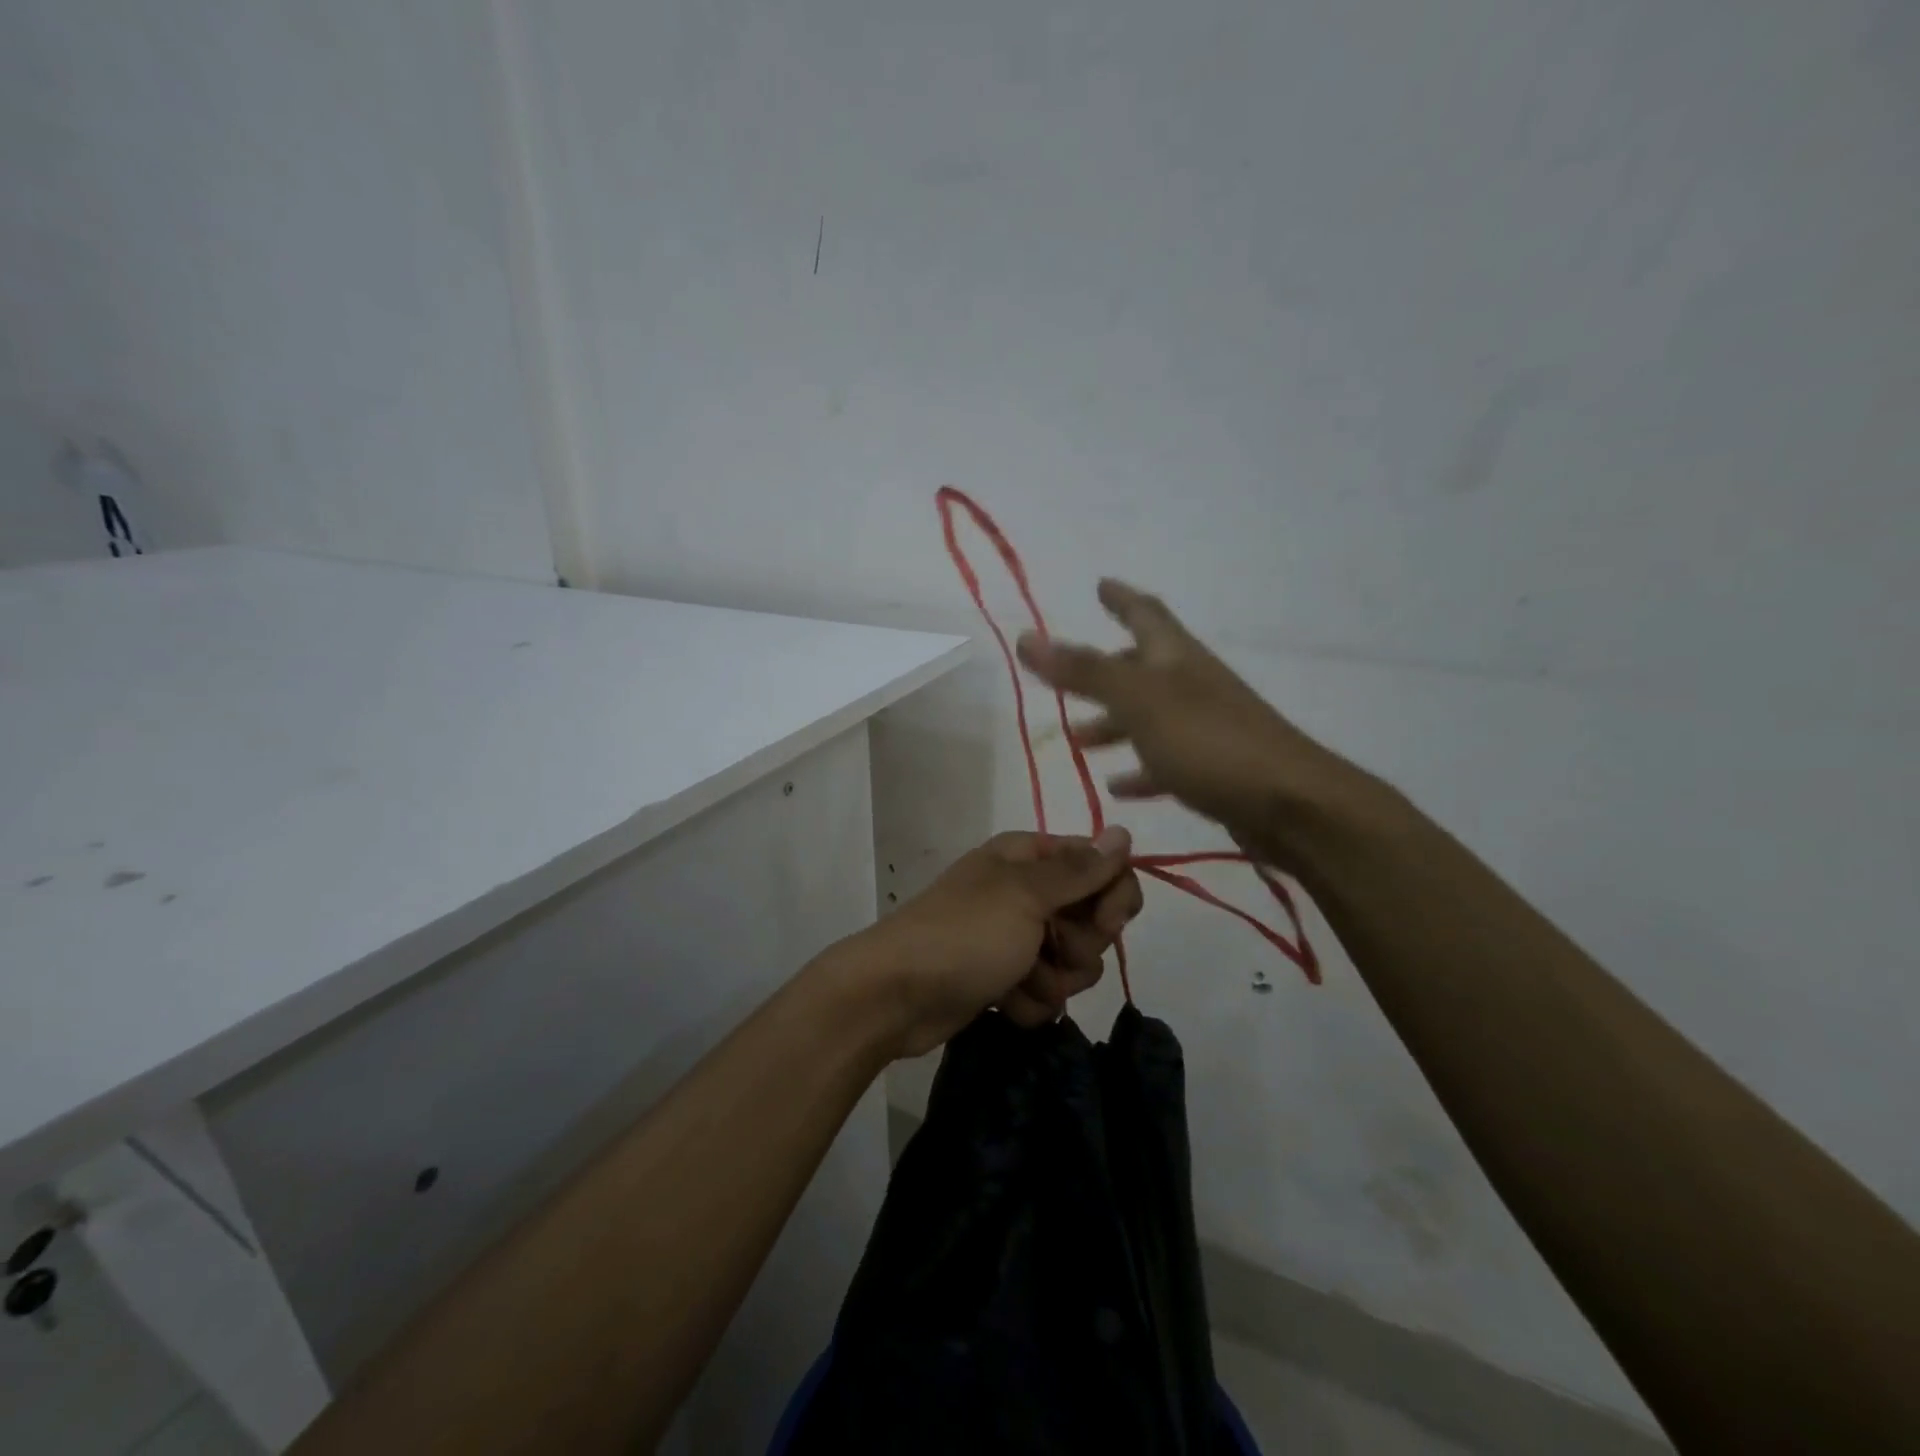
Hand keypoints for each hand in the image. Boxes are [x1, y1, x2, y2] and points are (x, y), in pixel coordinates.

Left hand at [845, 828, 1142, 1058]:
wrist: (895, 995)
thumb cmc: (964, 934)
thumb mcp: (1025, 895)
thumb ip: (1079, 869)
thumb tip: (1123, 832)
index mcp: (1029, 858)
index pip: (1102, 866)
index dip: (1114, 896)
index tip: (1107, 923)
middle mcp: (1026, 892)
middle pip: (1093, 918)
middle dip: (1080, 945)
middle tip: (1051, 950)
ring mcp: (1016, 938)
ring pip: (1074, 963)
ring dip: (1054, 979)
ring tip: (1020, 981)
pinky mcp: (1006, 979)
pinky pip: (1046, 993)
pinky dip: (1030, 1002)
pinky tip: (1004, 1002)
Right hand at [1016, 580, 1373, 870]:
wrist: (1290, 805)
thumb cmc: (1209, 742)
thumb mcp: (1138, 701)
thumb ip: (1083, 671)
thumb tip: (1025, 637)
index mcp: (1176, 659)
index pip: (1146, 614)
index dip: (1121, 598)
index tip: (1101, 584)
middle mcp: (1192, 685)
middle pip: (1142, 668)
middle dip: (1104, 672)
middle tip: (1066, 681)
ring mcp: (1206, 728)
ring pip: (1149, 717)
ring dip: (1113, 724)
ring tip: (1079, 740)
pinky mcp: (1214, 770)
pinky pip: (1166, 762)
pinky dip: (1140, 770)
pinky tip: (1118, 787)